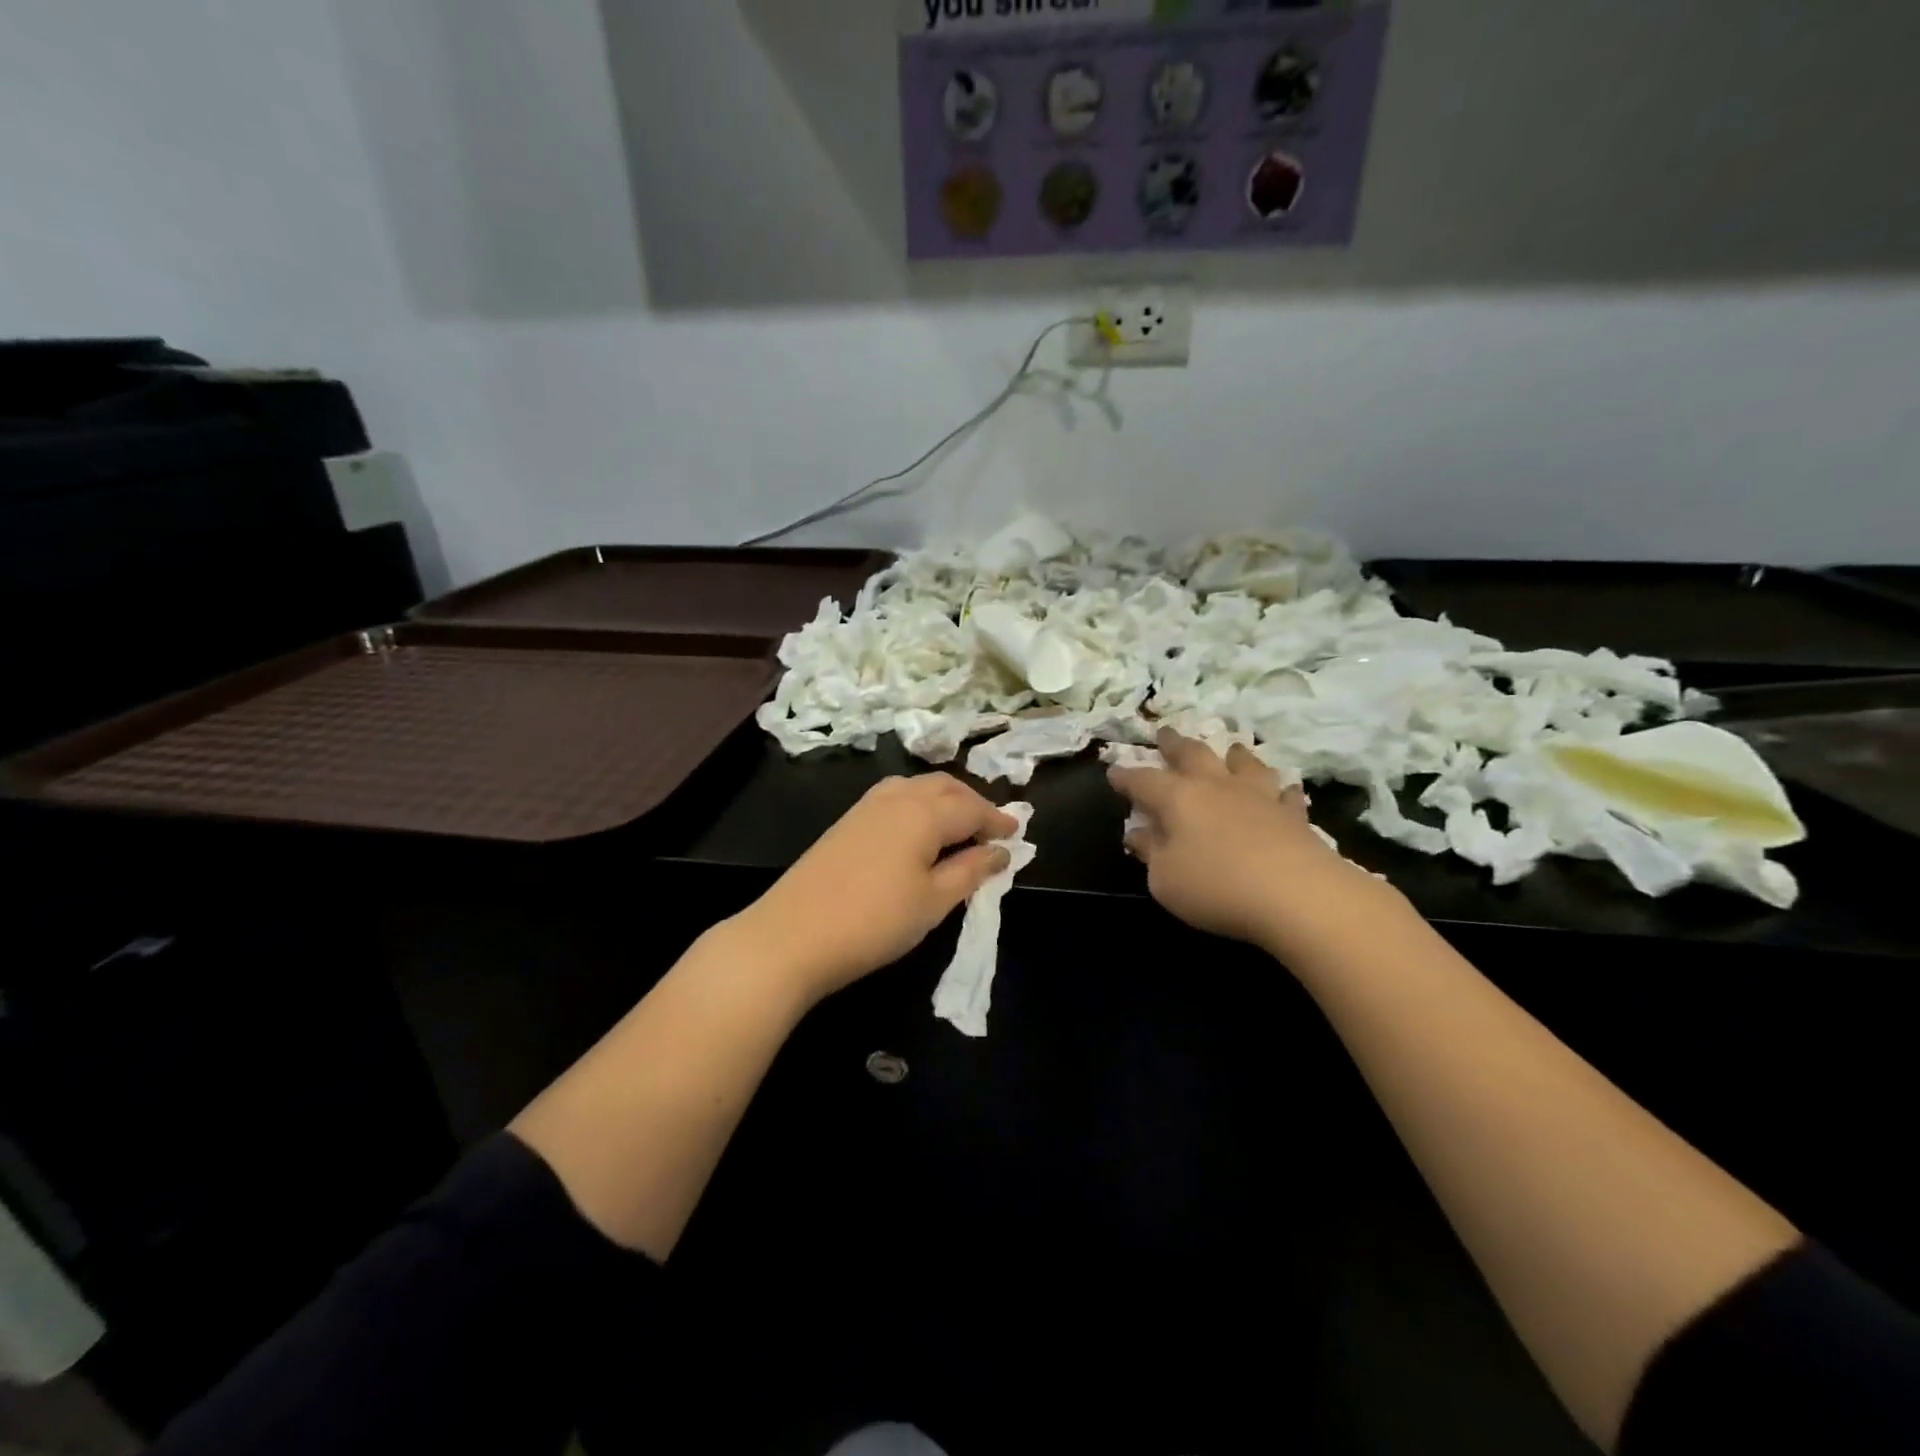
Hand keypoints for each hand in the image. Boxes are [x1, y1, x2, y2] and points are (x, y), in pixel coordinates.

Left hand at [731, 774, 1017, 1004]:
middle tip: (991, 828)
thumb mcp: (933, 902)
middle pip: (944, 787)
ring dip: (944, 799)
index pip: (971, 807)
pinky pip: (895, 798)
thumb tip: (1001, 852)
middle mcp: (897, 797)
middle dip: (972, 802)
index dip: (997, 820)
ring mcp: (866, 807)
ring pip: (917, 787)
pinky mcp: (846, 822)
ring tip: (959, 826)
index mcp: (924, 812)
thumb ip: (970, 871)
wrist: (791, 935)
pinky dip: (918, 805)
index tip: (1017, 834)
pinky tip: (918, 831)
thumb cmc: (874, 921)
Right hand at [1109, 730, 1399, 957]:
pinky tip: (1284, 791)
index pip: (1143, 780)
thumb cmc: (1216, 887)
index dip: (1125, 776)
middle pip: (1192, 755)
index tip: (1112, 771)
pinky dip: (1281, 791)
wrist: (1296, 895)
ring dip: (1233, 756)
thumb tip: (1138, 832)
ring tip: (1230, 749)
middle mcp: (1216, 786)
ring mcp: (1258, 796)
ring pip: (1243, 764)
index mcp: (1178, 798)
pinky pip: (1286, 795)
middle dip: (1174, 744)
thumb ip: (1150, 852)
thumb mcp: (1165, 879)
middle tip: (1164, 733)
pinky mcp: (1293, 815)